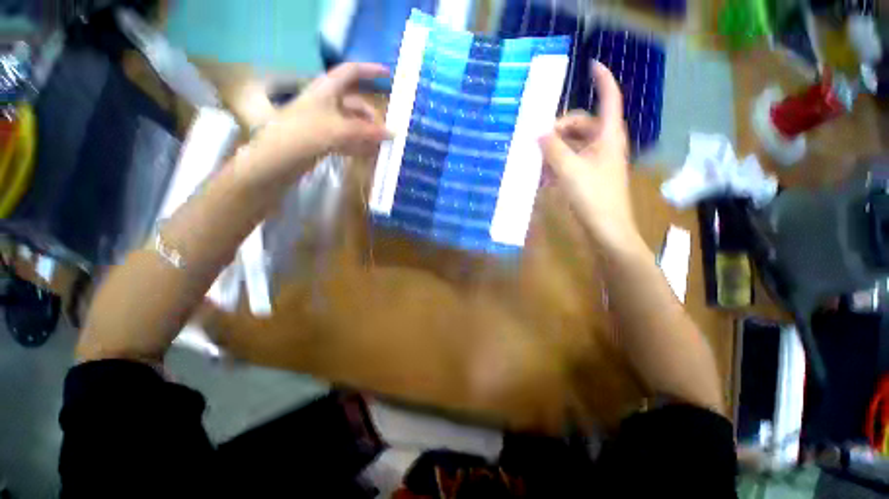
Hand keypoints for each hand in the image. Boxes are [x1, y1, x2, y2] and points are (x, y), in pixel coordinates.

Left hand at [244, 63, 390, 184]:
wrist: (278, 158)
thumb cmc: (306, 133)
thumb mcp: (340, 129)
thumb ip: (368, 132)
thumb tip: (393, 133)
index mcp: (327, 89)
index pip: (351, 72)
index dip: (370, 71)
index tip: (389, 75)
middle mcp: (327, 102)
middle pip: (356, 105)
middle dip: (373, 118)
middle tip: (387, 134)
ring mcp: (325, 121)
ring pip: (353, 124)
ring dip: (368, 135)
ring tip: (382, 148)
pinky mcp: (324, 138)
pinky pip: (347, 138)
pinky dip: (359, 145)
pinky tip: (369, 154)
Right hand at [539, 62, 637, 250]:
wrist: (607, 230)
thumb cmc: (593, 196)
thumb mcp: (569, 170)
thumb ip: (552, 149)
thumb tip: (538, 132)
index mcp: (608, 136)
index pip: (609, 98)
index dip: (602, 79)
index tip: (591, 65)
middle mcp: (603, 145)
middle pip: (581, 124)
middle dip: (559, 129)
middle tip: (538, 139)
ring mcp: (596, 162)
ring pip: (572, 146)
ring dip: (554, 151)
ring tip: (536, 162)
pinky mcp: (588, 177)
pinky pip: (570, 163)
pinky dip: (556, 166)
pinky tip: (543, 178)